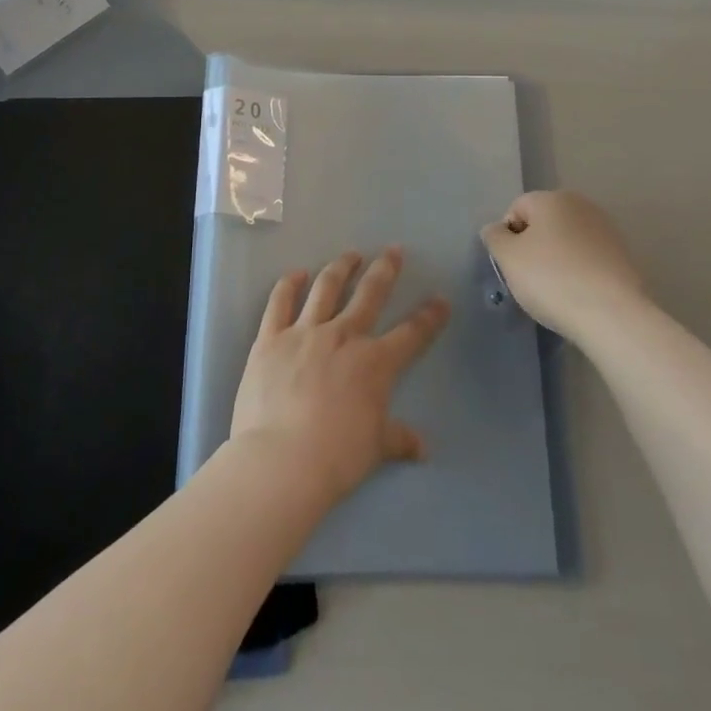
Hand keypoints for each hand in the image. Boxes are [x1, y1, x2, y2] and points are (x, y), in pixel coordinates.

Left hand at [229, 248, 449, 505]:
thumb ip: (399, 439)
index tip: (440, 300)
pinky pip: (279, 303)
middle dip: (385, 270)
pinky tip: (295, 274)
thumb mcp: (376, 449)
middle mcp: (343, 336)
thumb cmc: (336, 456)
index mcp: (375, 362)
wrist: (282, 459)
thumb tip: (422, 448)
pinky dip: (287, 285)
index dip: (429, 316)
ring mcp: (304, 332)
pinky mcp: (270, 338)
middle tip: (393, 251)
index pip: (411, 333)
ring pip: (326, 288)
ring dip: (340, 267)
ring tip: (349, 255)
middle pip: (370, 294)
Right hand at [481, 190, 649, 342]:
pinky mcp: (623, 255)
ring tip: (555, 290)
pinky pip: (587, 258)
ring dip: (556, 259)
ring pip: (566, 241)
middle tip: (529, 279)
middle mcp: (582, 205)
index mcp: (553, 198)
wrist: (612, 315)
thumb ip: (495, 237)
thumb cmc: (552, 279)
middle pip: (544, 223)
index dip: (508, 237)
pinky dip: (578, 271)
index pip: (516, 209)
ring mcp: (606, 229)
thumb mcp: (508, 258)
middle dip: (533, 247)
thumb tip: (497, 229)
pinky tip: (577, 295)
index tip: (511, 265)